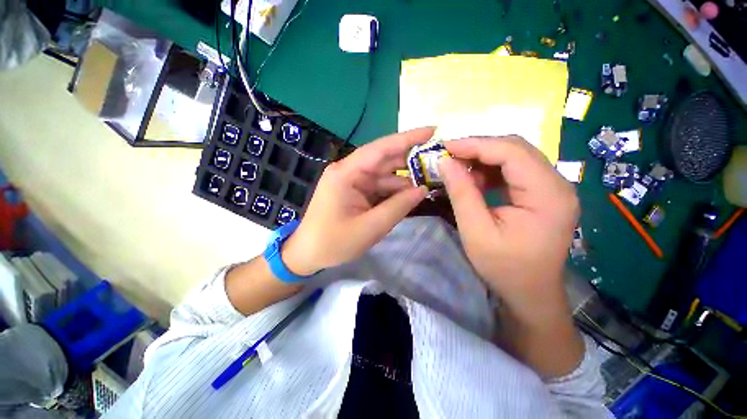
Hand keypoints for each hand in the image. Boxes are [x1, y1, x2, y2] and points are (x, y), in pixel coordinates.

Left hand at [282, 128, 431, 275]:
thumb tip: (423, 189)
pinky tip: (411, 194)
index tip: (432, 131)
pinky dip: (395, 191)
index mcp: (346, 174)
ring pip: (384, 175)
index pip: (380, 149)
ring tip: (431, 180)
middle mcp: (349, 172)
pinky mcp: (355, 192)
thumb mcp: (370, 227)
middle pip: (384, 160)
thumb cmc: (334, 242)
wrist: (309, 254)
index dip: (407, 139)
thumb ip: (398, 207)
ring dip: (405, 179)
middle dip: (411, 159)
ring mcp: (352, 182)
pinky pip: (379, 187)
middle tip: (438, 160)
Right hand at [438, 136, 579, 321]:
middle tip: (449, 157)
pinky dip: (491, 171)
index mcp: (548, 194)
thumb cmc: (504, 267)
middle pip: (516, 149)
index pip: (512, 152)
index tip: (446, 147)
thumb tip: (445, 162)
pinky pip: (515, 171)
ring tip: (459, 171)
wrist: (530, 293)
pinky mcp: (543, 194)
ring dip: (484, 159)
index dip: (476, 144)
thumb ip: (462, 193)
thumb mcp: (476, 231)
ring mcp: (553, 188)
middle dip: (478, 149)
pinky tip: (475, 181)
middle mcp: (558, 184)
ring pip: (515, 157)